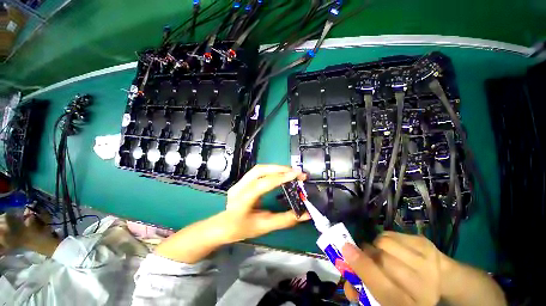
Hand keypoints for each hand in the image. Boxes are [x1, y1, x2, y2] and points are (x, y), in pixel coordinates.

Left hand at [223, 164, 309, 241]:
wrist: (222, 227)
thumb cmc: (241, 229)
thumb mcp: (264, 226)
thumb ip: (285, 220)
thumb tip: (305, 214)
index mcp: (243, 200)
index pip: (263, 184)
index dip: (280, 178)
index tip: (296, 175)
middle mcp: (239, 187)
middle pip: (260, 170)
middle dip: (280, 169)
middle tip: (295, 172)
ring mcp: (239, 182)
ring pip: (259, 168)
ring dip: (276, 168)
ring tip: (290, 172)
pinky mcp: (242, 181)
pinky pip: (258, 171)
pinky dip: (271, 170)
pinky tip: (279, 174)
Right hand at [341, 231, 445, 305]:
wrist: (438, 278)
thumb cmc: (404, 291)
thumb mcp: (384, 298)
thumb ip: (363, 287)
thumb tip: (344, 271)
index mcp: (409, 305)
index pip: (385, 289)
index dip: (364, 268)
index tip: (346, 249)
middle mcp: (424, 287)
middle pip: (384, 260)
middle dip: (368, 254)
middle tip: (365, 255)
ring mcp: (428, 263)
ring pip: (385, 243)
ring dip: (375, 245)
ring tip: (381, 252)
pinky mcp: (425, 243)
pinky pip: (391, 234)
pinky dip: (384, 238)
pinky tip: (393, 248)